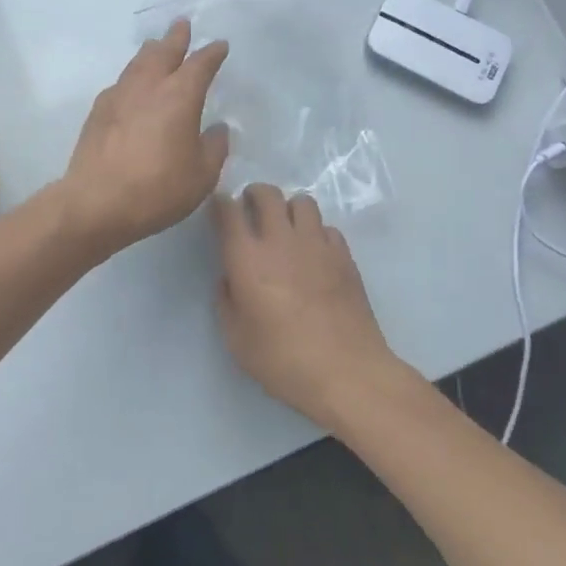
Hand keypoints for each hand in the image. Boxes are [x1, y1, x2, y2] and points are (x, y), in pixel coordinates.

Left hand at [58, 19, 229, 253]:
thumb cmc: (157, 189)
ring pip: (137, 63)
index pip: (200, 64)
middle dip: (176, 37)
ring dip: (150, 51)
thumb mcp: (201, 176)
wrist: (96, 202)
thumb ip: (214, 148)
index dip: (212, 53)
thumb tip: (217, 129)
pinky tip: (131, 86)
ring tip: (155, 45)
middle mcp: (148, 86)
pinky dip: (131, 77)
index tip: (220, 46)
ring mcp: (118, 96)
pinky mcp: (97, 111)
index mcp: (179, 96)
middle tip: (182, 24)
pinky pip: (120, 83)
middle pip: (163, 51)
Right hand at [213, 184, 408, 432]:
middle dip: (254, 194)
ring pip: (302, 202)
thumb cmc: (283, 360)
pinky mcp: (344, 256)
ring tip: (286, 229)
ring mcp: (317, 244)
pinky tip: (314, 253)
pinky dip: (316, 232)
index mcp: (247, 258)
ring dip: (288, 209)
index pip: (227, 211)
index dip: (220, 204)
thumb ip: (227, 302)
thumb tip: (230, 280)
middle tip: (250, 210)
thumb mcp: (237, 340)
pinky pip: (326, 228)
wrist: (346, 371)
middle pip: (267, 194)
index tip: (219, 208)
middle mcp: (281, 240)